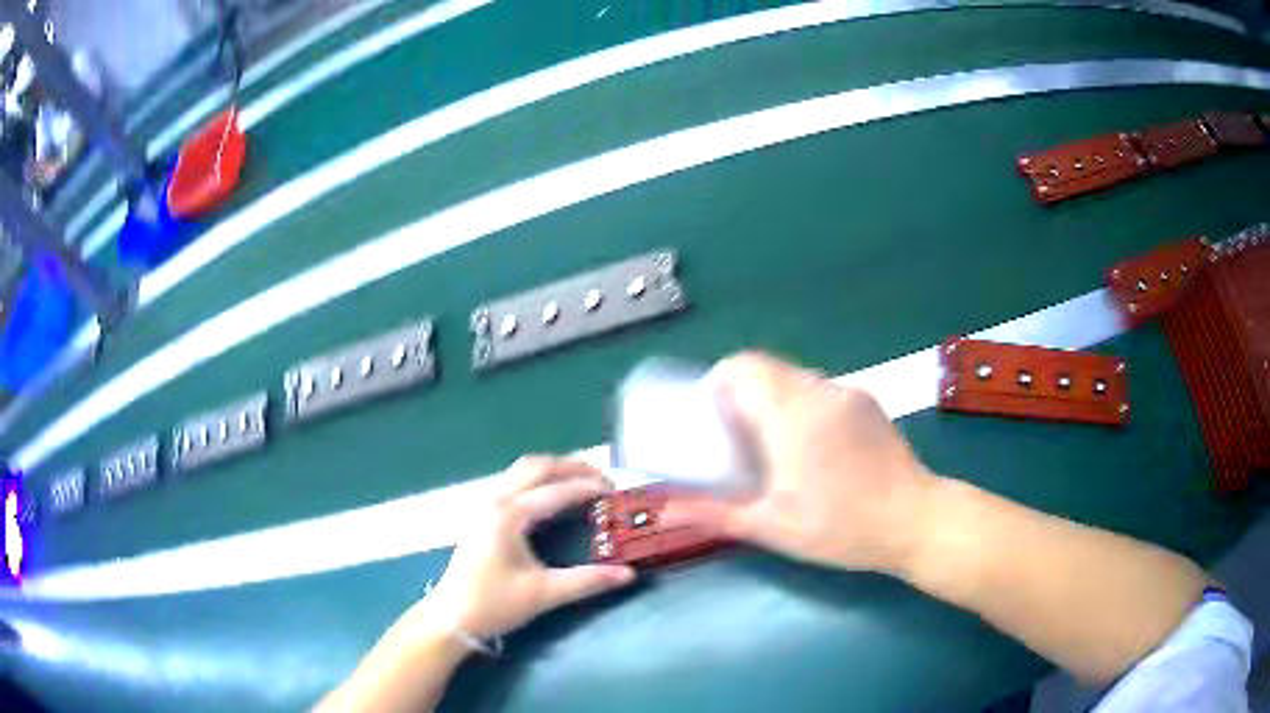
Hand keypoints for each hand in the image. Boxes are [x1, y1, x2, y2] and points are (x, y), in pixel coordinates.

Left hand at [425, 456, 636, 639]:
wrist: (451, 617)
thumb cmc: (494, 604)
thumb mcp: (544, 594)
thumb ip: (587, 581)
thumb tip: (628, 573)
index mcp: (509, 515)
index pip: (556, 491)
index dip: (588, 487)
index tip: (616, 491)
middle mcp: (496, 501)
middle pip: (536, 467)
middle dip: (571, 467)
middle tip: (602, 479)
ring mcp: (486, 506)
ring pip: (522, 471)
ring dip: (553, 470)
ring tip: (582, 482)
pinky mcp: (482, 515)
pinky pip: (514, 483)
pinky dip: (538, 480)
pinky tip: (553, 498)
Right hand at [663, 352, 935, 573]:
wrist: (915, 521)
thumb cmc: (840, 527)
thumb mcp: (771, 526)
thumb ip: (713, 513)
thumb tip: (663, 510)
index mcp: (790, 415)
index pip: (743, 367)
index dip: (719, 381)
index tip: (712, 414)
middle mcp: (819, 392)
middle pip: (767, 368)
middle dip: (743, 392)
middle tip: (736, 434)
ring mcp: (848, 394)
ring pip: (796, 378)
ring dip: (774, 398)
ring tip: (773, 443)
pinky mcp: (868, 403)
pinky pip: (822, 390)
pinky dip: (803, 405)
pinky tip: (813, 448)